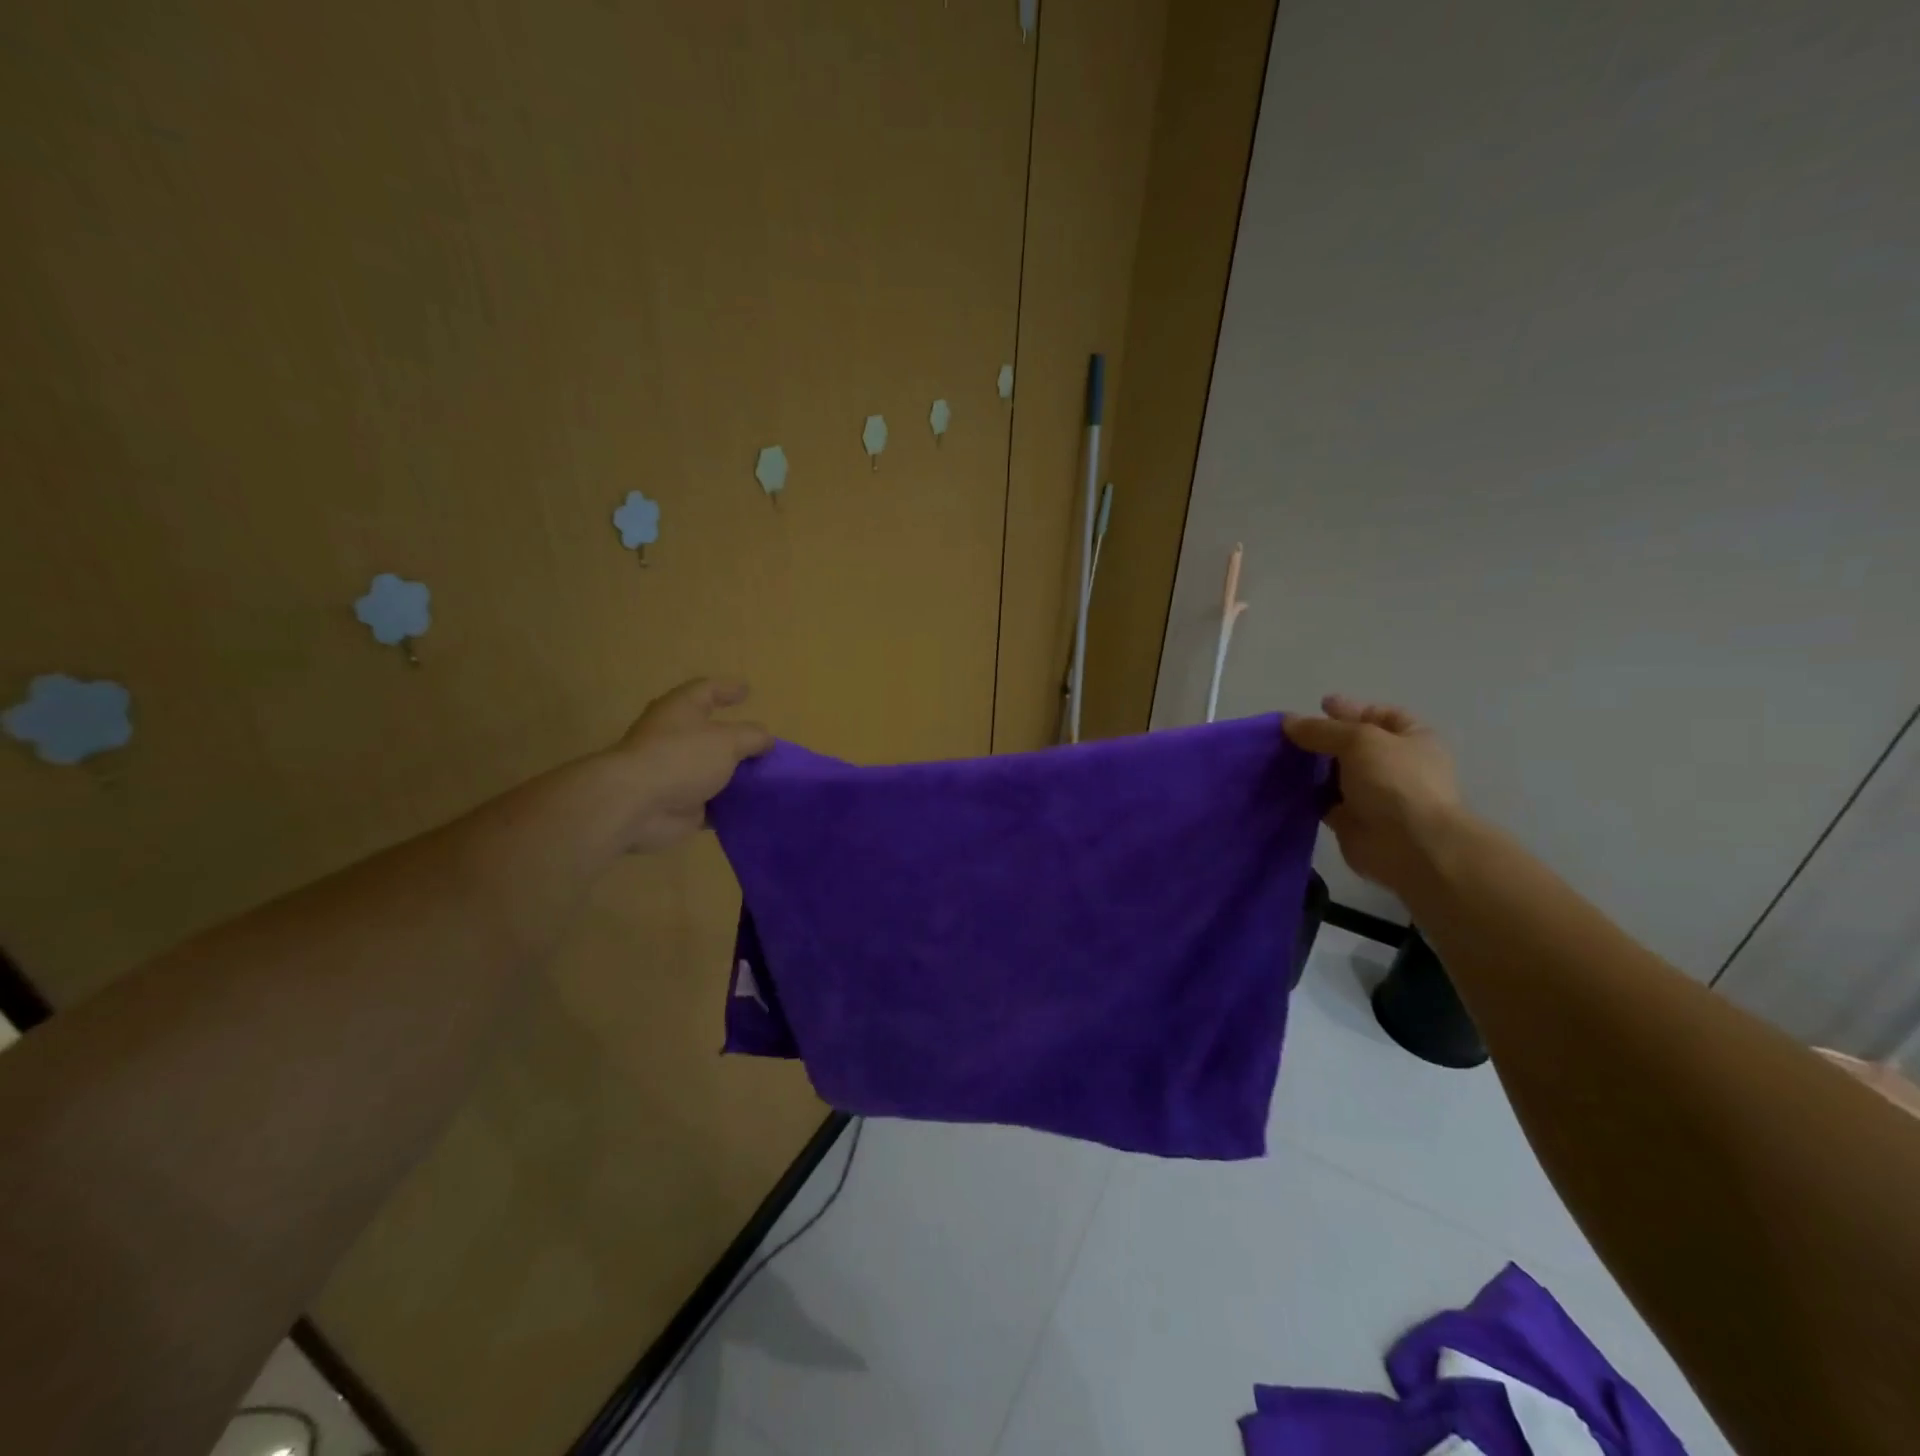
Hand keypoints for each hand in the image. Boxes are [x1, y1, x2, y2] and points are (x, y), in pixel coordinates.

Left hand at [607, 678, 772, 852]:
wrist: (636, 805)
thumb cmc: (681, 758)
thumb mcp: (728, 740)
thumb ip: (753, 737)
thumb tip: (766, 740)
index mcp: (681, 710)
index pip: (707, 690)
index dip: (728, 689)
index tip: (747, 691)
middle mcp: (675, 738)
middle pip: (711, 734)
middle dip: (736, 740)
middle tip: (764, 745)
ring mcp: (675, 773)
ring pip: (713, 771)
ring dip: (736, 777)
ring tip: (768, 779)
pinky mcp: (679, 804)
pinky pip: (713, 804)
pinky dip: (731, 806)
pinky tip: (755, 808)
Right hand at [1283, 696, 1464, 896]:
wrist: (1409, 846)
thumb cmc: (1395, 781)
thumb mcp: (1359, 739)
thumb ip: (1321, 729)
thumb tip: (1287, 721)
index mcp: (1412, 739)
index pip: (1380, 716)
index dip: (1351, 709)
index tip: (1319, 705)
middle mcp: (1395, 765)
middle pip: (1353, 745)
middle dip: (1323, 739)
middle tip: (1289, 735)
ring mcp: (1374, 795)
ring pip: (1335, 774)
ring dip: (1311, 768)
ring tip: (1278, 757)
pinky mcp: (1351, 820)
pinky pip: (1323, 801)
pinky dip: (1305, 794)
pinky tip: (1282, 785)